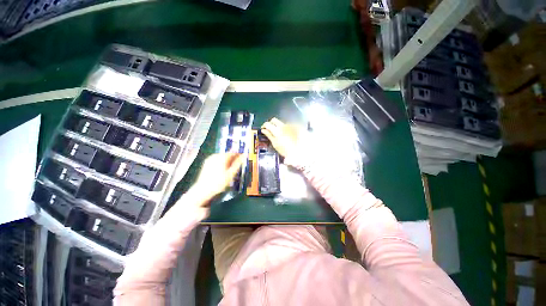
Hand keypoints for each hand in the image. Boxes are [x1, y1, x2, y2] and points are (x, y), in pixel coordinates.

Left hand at [193, 153, 244, 200]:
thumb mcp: (231, 173)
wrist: (203, 190)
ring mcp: (210, 159)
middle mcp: (215, 156)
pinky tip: (222, 170)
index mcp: (222, 157)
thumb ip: (238, 163)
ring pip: (222, 157)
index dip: (239, 155)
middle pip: (227, 154)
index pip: (233, 152)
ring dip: (227, 161)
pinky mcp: (207, 163)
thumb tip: (244, 155)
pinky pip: (217, 160)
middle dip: (233, 158)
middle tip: (237, 166)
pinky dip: (221, 163)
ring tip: (230, 169)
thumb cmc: (219, 182)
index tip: (243, 158)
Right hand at [261, 118, 298, 157]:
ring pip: (281, 123)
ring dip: (278, 126)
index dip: (264, 126)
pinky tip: (287, 134)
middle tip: (270, 129)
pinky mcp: (295, 127)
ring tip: (280, 134)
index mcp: (276, 130)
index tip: (263, 129)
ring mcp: (289, 126)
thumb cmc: (285, 150)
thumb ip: (269, 135)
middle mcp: (283, 126)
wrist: (300, 151)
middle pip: (274, 120)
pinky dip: (286, 128)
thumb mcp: (275, 144)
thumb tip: (264, 130)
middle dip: (270, 123)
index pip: (267, 124)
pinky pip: (288, 125)